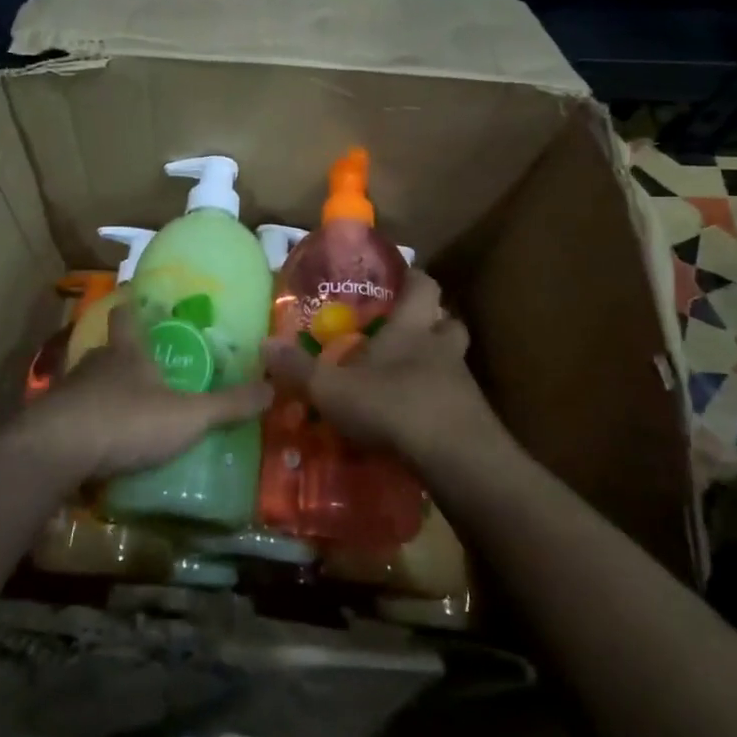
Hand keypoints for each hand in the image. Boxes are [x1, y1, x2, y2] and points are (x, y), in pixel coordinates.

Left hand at [22, 303, 270, 481]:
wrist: (55, 452)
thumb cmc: (127, 421)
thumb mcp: (187, 416)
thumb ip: (228, 405)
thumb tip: (274, 387)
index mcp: (127, 353)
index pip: (126, 317)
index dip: (131, 307)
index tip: (133, 298)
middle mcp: (94, 364)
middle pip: (108, 351)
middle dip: (123, 357)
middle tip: (144, 369)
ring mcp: (67, 393)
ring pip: (88, 384)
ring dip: (103, 393)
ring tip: (124, 410)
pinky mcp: (49, 423)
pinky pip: (72, 417)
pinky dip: (85, 425)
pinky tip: (96, 444)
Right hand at [262, 272, 497, 464]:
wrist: (455, 458)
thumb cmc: (392, 405)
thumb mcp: (332, 389)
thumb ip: (298, 369)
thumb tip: (263, 344)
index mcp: (411, 328)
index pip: (423, 286)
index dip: (413, 279)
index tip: (399, 280)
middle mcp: (441, 348)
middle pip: (448, 323)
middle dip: (432, 324)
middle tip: (406, 334)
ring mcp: (462, 383)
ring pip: (454, 362)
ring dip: (437, 366)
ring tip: (409, 380)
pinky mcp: (473, 419)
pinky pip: (456, 401)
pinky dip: (439, 404)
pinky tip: (418, 421)